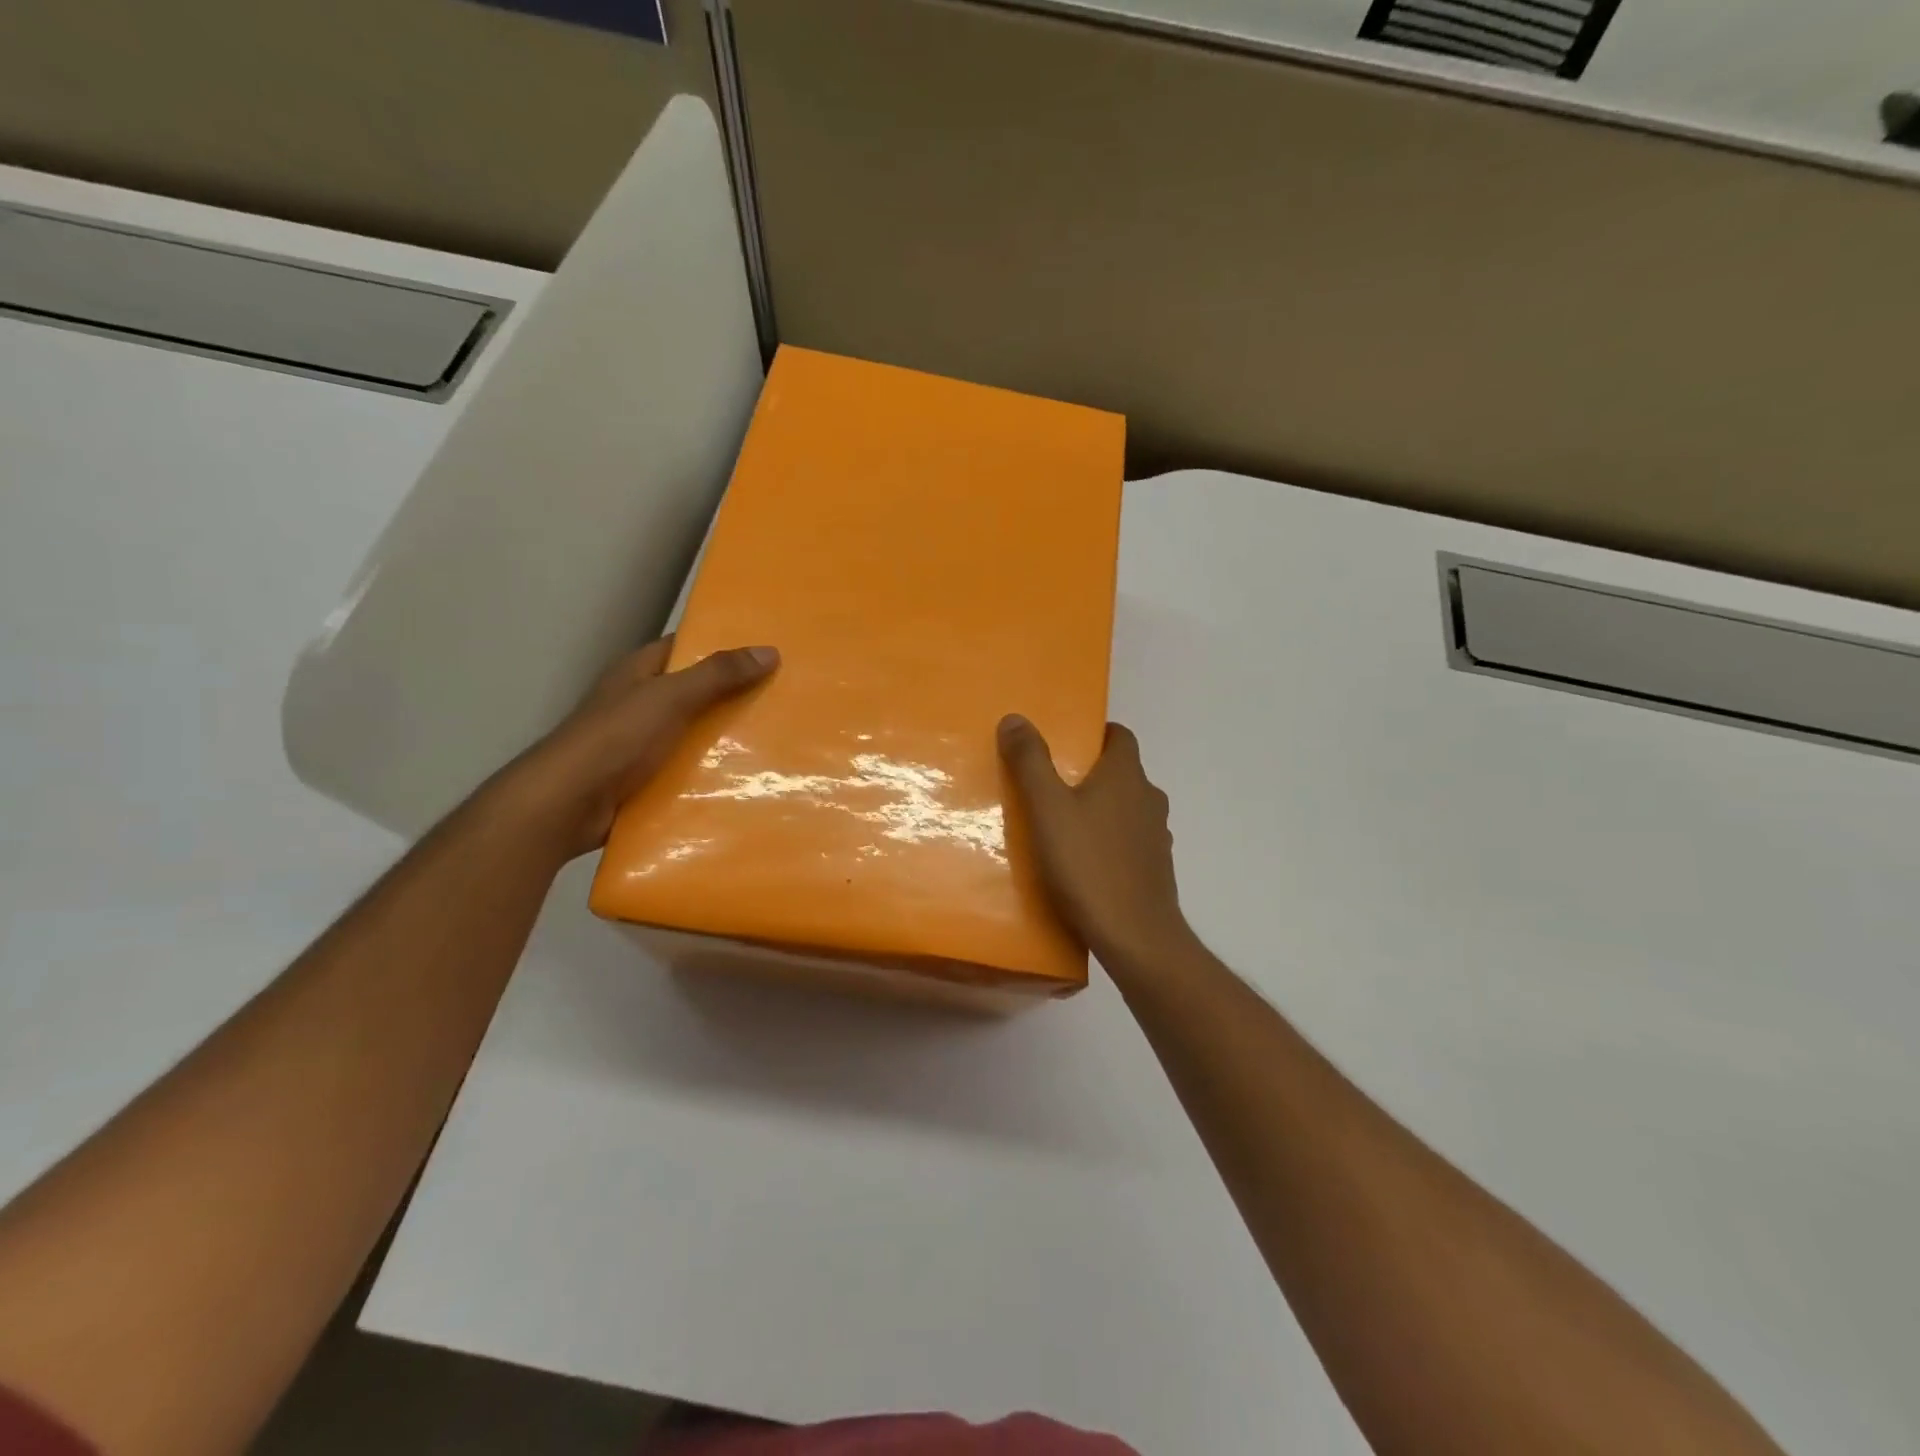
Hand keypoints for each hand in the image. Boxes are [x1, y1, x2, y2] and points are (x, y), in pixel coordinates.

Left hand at [496, 637, 778, 859]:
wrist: (567, 805)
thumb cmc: (615, 738)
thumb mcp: (670, 697)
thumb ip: (718, 675)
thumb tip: (770, 651)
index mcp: (639, 672)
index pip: (686, 648)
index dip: (723, 645)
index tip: (768, 651)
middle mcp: (640, 703)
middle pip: (695, 692)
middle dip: (735, 695)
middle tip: (785, 697)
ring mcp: (641, 743)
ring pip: (694, 733)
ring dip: (726, 738)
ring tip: (779, 739)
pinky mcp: (645, 779)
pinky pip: (687, 769)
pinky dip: (712, 772)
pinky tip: (747, 777)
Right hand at [998, 715, 1195, 969]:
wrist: (1135, 935)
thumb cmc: (1088, 864)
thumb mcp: (1046, 809)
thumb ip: (1030, 762)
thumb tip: (1016, 718)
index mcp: (1126, 776)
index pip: (1120, 736)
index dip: (1097, 734)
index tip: (1067, 744)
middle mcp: (1149, 798)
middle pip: (1123, 773)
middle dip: (1093, 774)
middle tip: (1053, 786)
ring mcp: (1158, 836)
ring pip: (1128, 809)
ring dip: (1103, 810)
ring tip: (1065, 826)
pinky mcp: (1156, 869)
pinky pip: (1131, 842)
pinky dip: (1112, 842)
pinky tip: (1086, 863)